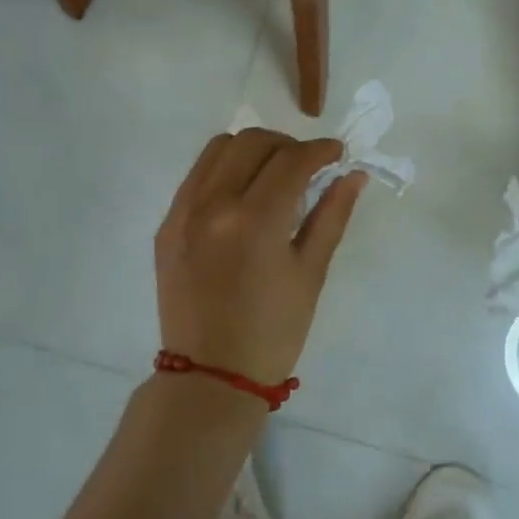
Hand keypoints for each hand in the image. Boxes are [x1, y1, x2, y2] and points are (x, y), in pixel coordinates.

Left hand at [155, 128, 366, 388]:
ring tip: (273, 175)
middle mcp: (212, 205)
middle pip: (252, 141)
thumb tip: (352, 174)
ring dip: (253, 150)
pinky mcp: (166, 226)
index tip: (338, 154)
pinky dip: (224, 170)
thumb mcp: (311, 272)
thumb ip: (332, 215)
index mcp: (254, 221)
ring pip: (218, 149)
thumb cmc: (273, 332)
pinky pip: (197, 176)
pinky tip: (242, 196)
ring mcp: (182, 213)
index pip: (291, 160)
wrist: (211, 377)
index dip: (320, 150)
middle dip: (287, 145)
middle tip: (307, 167)